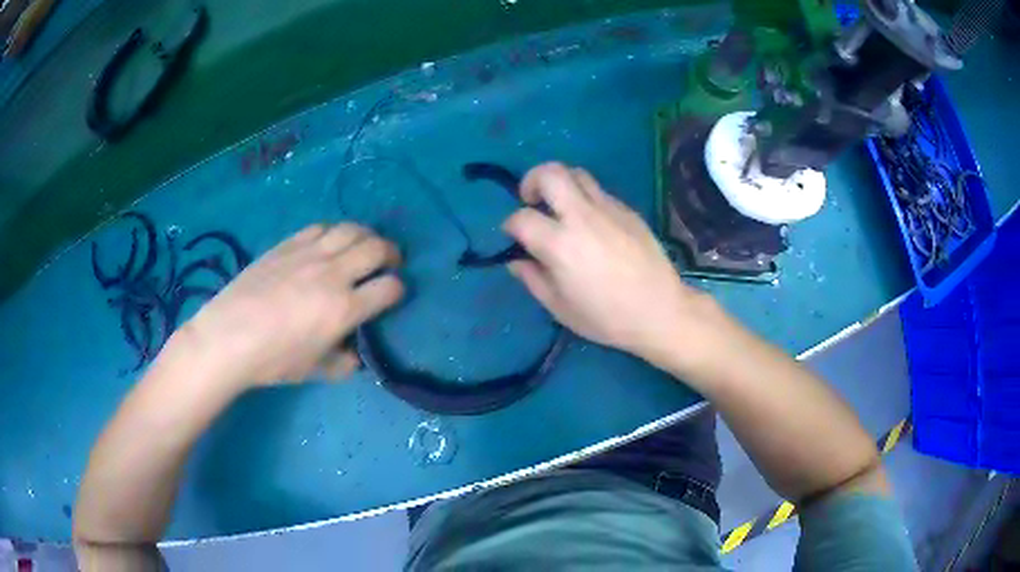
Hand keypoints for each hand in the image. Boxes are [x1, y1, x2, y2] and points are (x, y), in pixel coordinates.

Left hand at [177, 224, 403, 390]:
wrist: (229, 337)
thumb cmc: (274, 359)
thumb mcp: (316, 371)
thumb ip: (345, 362)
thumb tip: (357, 353)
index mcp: (344, 309)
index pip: (389, 288)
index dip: (398, 290)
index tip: (394, 294)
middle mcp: (333, 274)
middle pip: (376, 248)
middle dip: (392, 253)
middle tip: (390, 262)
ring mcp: (309, 254)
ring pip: (351, 229)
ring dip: (367, 235)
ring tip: (364, 245)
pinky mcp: (288, 244)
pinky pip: (321, 227)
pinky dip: (334, 231)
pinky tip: (330, 242)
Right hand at [503, 162, 721, 369]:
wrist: (660, 311)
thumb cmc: (606, 317)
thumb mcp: (560, 307)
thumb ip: (533, 279)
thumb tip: (516, 261)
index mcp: (560, 244)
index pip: (521, 218)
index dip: (510, 225)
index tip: (513, 236)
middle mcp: (582, 216)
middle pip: (550, 173)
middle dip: (532, 180)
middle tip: (532, 201)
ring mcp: (608, 209)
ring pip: (577, 173)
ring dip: (561, 184)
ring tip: (561, 207)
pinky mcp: (628, 210)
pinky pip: (599, 192)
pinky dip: (586, 200)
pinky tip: (592, 225)